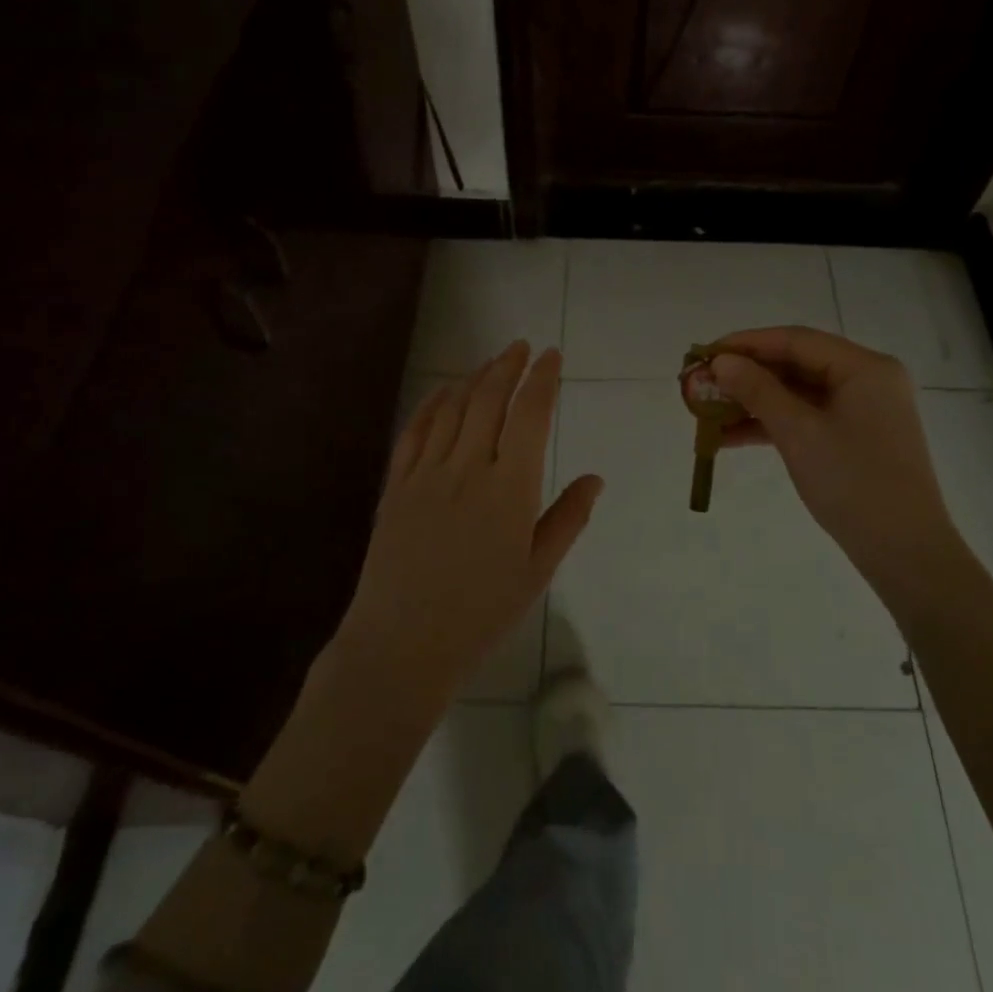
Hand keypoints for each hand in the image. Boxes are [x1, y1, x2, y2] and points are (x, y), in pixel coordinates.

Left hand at [337, 342, 603, 703]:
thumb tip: (596, 478)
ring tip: (489, 363)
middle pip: (489, 400)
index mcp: (511, 488)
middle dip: (508, 366)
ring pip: (452, 409)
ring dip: (472, 378)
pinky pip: (414, 432)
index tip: (551, 356)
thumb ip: (568, 519)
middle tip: (521, 347)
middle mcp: (469, 468)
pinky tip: (441, 392)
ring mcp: (427, 474)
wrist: (402, 644)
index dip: (542, 380)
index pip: (530, 415)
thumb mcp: (537, 571)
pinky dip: (431, 404)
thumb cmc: (481, 613)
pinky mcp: (396, 486)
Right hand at [709, 327, 952, 590]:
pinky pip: (806, 418)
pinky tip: (730, 436)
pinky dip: (772, 424)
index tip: (705, 353)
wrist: (904, 553)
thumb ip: (758, 391)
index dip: (747, 343)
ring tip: (707, 410)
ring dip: (754, 402)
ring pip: (797, 394)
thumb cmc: (854, 483)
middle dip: (747, 375)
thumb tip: (721, 362)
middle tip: (702, 382)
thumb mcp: (799, 433)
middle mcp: (867, 380)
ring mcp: (862, 410)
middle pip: (797, 365)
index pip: (796, 340)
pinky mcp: (854, 437)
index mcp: (865, 367)